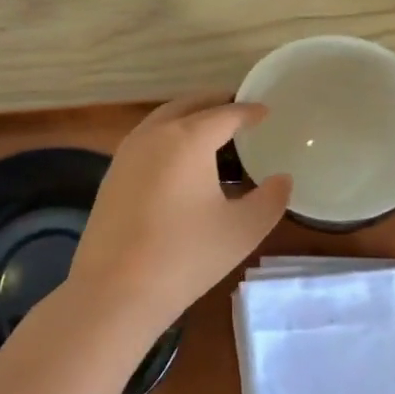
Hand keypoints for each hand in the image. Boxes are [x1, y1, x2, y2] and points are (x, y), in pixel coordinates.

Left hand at [69, 94, 291, 339]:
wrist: (114, 290)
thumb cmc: (185, 256)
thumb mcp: (242, 230)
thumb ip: (270, 199)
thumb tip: (282, 179)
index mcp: (188, 138)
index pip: (225, 114)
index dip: (249, 111)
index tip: (266, 111)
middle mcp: (154, 134)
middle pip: (188, 105)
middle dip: (215, 103)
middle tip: (238, 108)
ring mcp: (126, 153)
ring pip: (162, 120)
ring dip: (188, 117)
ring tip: (212, 131)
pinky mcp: (112, 175)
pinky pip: (147, 141)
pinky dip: (169, 137)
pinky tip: (181, 162)